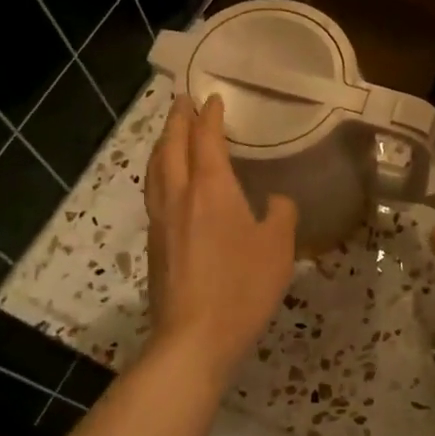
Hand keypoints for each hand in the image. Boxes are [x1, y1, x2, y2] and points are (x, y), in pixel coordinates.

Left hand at [143, 94, 296, 379]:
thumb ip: (280, 214)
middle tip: (183, 101)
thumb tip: (275, 201)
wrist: (194, 337)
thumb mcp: (278, 247)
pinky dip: (160, 173)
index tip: (213, 98)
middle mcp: (179, 196)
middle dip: (177, 120)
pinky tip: (168, 184)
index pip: (206, 139)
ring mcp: (161, 221)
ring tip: (170, 135)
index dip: (210, 116)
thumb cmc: (242, 286)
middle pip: (171, 147)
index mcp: (211, 189)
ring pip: (155, 170)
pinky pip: (154, 193)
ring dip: (163, 145)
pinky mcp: (155, 245)